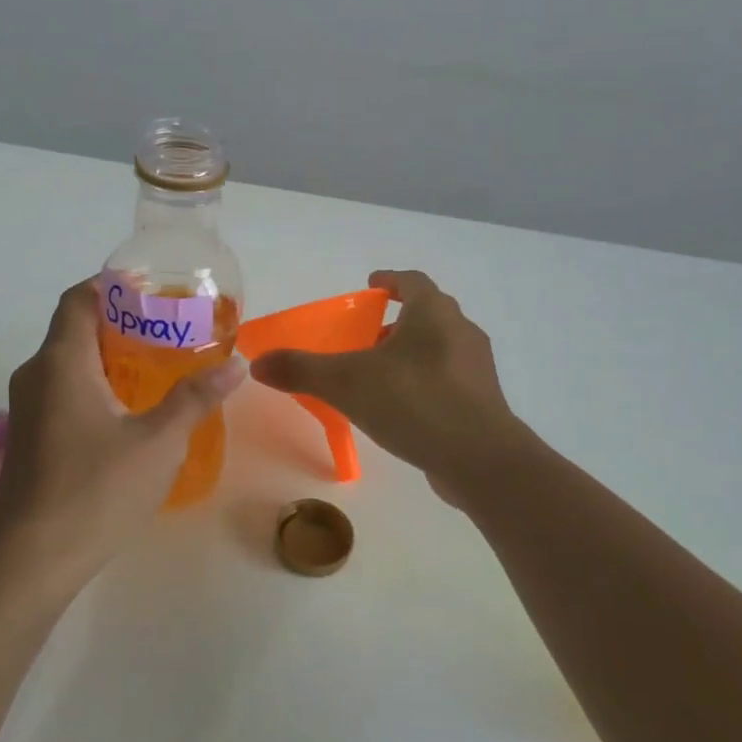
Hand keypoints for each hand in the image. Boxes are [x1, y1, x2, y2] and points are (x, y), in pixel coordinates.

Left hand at [0, 278, 244, 597]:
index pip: (80, 299)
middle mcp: (36, 374)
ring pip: (68, 362)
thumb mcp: (158, 442)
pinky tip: (128, 409)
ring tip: (156, 364)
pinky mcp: (29, 437)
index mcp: (61, 362)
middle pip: (75, 328)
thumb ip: (196, 398)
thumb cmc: (96, 491)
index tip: (152, 289)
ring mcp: (27, 408)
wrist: (32, 561)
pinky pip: (62, 390)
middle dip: (119, 321)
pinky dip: (94, 383)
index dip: (113, 285)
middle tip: (167, 328)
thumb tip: (237, 364)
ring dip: (108, 355)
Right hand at [249, 270, 521, 503]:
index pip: (411, 281)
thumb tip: (258, 362)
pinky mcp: (483, 402)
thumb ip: (301, 370)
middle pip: (427, 313)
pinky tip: (402, 408)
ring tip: (378, 375)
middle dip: (395, 320)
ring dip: (410, 353)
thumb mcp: (346, 383)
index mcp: (433, 313)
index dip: (389, 280)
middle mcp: (461, 331)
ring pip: (439, 347)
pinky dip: (424, 382)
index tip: (369, 287)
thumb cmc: (414, 402)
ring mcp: (477, 368)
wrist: (480, 460)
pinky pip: (448, 380)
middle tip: (364, 336)